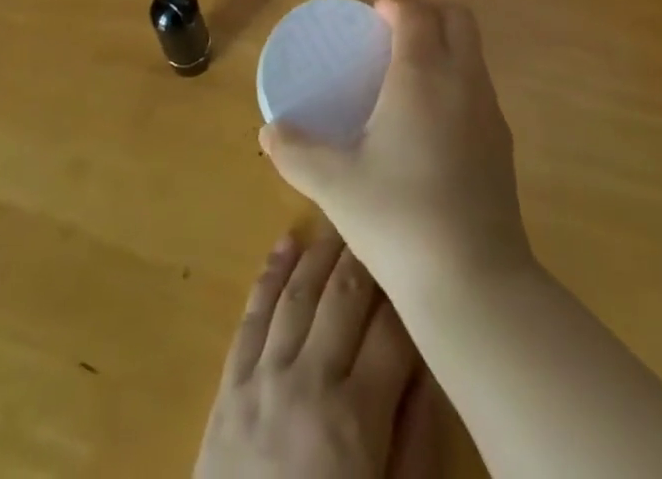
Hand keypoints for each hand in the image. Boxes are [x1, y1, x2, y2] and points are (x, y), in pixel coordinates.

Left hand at [194, 227, 421, 478]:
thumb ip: (415, 441)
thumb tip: (433, 368)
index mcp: (354, 418)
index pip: (392, 330)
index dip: (410, 293)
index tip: (424, 263)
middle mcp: (307, 381)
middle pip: (343, 296)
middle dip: (367, 255)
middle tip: (386, 221)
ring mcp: (261, 378)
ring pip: (297, 292)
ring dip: (321, 251)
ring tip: (343, 220)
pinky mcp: (228, 387)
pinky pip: (251, 315)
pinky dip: (270, 274)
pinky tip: (285, 243)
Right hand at [260, 0, 532, 298]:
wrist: (474, 282)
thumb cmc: (397, 217)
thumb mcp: (334, 185)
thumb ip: (296, 152)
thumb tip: (267, 132)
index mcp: (422, 74)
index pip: (416, 13)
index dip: (395, 6)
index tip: (373, 16)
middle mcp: (463, 80)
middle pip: (458, 19)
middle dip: (429, 15)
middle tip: (395, 38)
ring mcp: (491, 112)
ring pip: (474, 54)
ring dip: (447, 48)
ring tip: (410, 79)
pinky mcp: (505, 145)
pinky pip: (481, 89)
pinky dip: (458, 84)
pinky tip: (432, 125)